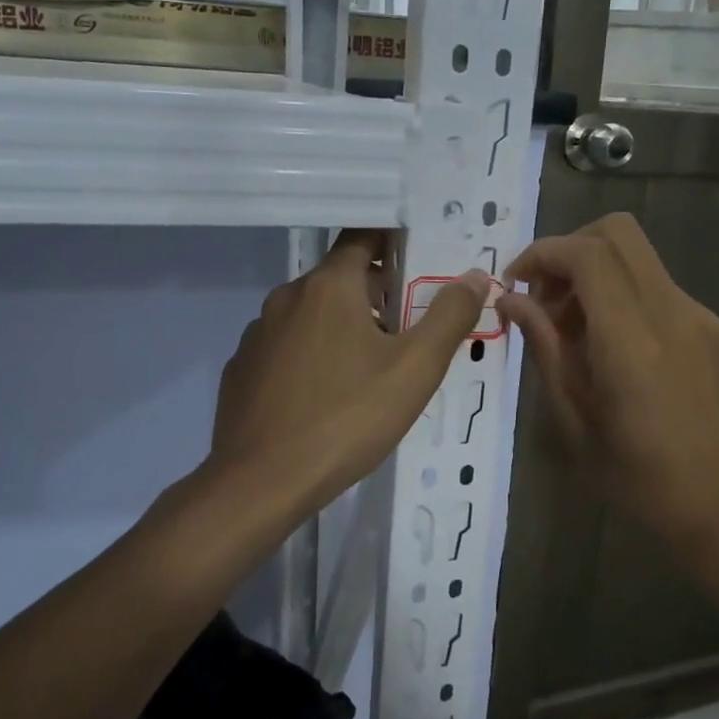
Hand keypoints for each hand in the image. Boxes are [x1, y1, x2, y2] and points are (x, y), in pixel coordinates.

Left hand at [210, 230, 490, 518]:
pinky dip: (311, 356)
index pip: (363, 236)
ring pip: (311, 314)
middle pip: (339, 277)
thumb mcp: (414, 369)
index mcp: (329, 285)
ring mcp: (258, 333)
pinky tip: (326, 395)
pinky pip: (286, 347)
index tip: (422, 259)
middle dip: (376, 292)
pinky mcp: (242, 368)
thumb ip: (449, 316)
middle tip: (409, 325)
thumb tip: (476, 276)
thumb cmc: (347, 418)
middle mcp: (287, 297)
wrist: (261, 482)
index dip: (395, 241)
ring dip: (342, 326)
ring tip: (371, 366)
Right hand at [496, 213, 718, 587]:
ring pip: (640, 261)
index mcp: (633, 344)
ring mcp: (705, 319)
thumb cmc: (641, 482)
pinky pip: (662, 292)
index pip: (587, 255)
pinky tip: (621, 354)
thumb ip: (545, 350)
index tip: (515, 284)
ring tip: (578, 336)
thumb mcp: (576, 422)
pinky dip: (627, 301)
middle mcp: (674, 315)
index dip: (542, 254)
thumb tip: (511, 302)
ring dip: (597, 278)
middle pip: (619, 233)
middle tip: (546, 300)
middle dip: (570, 251)